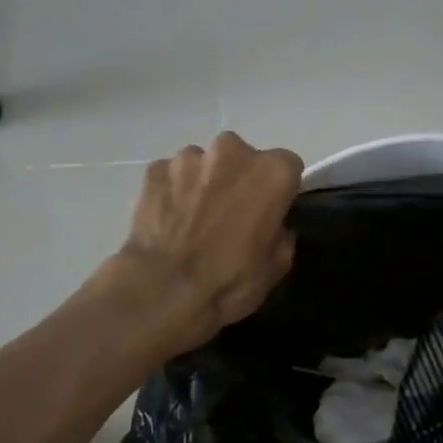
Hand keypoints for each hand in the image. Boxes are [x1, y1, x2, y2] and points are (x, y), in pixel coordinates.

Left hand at [97, 131, 302, 355]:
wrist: (162, 291)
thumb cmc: (231, 280)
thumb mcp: (278, 265)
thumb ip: (281, 232)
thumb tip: (271, 226)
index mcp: (272, 172)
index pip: (288, 166)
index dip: (280, 190)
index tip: (271, 211)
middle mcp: (232, 151)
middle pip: (243, 158)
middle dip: (240, 180)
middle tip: (231, 215)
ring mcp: (188, 157)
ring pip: (204, 164)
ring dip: (204, 183)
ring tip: (194, 220)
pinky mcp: (154, 169)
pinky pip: (171, 176)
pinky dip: (173, 191)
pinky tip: (168, 221)